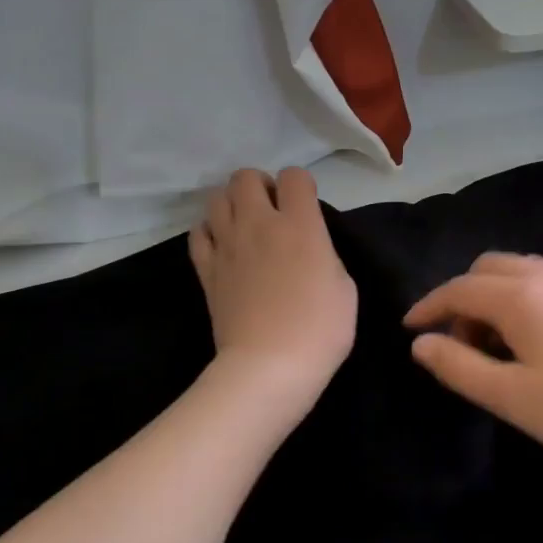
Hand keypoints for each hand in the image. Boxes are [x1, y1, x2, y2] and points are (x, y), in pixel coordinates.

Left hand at [190, 169, 356, 401]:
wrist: (269, 366)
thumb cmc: (319, 329)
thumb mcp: (344, 286)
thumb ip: (324, 253)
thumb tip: (308, 246)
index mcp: (299, 225)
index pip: (294, 176)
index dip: (302, 186)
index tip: (307, 208)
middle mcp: (259, 224)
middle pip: (246, 177)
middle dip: (261, 186)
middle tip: (273, 211)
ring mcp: (227, 245)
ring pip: (216, 197)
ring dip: (232, 204)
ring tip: (246, 226)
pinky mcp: (206, 269)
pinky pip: (198, 233)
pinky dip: (209, 231)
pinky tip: (223, 246)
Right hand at [404, 253, 542, 471]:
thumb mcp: (509, 397)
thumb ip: (459, 366)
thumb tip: (421, 344)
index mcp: (521, 296)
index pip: (459, 289)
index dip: (429, 306)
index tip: (410, 327)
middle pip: (488, 269)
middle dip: (462, 297)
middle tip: (459, 343)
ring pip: (520, 272)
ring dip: (494, 297)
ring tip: (494, 344)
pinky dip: (522, 299)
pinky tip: (533, 340)